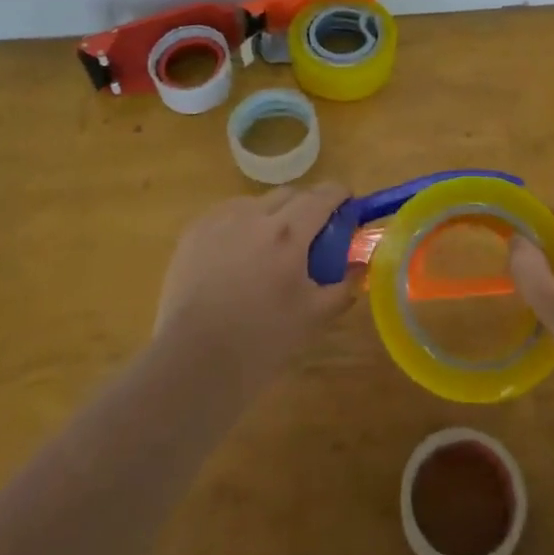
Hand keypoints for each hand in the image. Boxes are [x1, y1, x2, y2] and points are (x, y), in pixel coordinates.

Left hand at [153, 183, 356, 389]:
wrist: (194, 361)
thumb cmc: (261, 340)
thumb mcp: (314, 317)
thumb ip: (343, 286)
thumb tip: (360, 267)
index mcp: (289, 234)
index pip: (322, 196)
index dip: (339, 194)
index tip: (347, 202)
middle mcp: (254, 216)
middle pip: (290, 193)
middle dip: (307, 204)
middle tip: (312, 232)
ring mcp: (220, 221)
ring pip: (256, 202)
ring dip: (272, 214)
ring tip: (270, 245)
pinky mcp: (194, 232)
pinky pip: (226, 215)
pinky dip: (241, 224)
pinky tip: (237, 253)